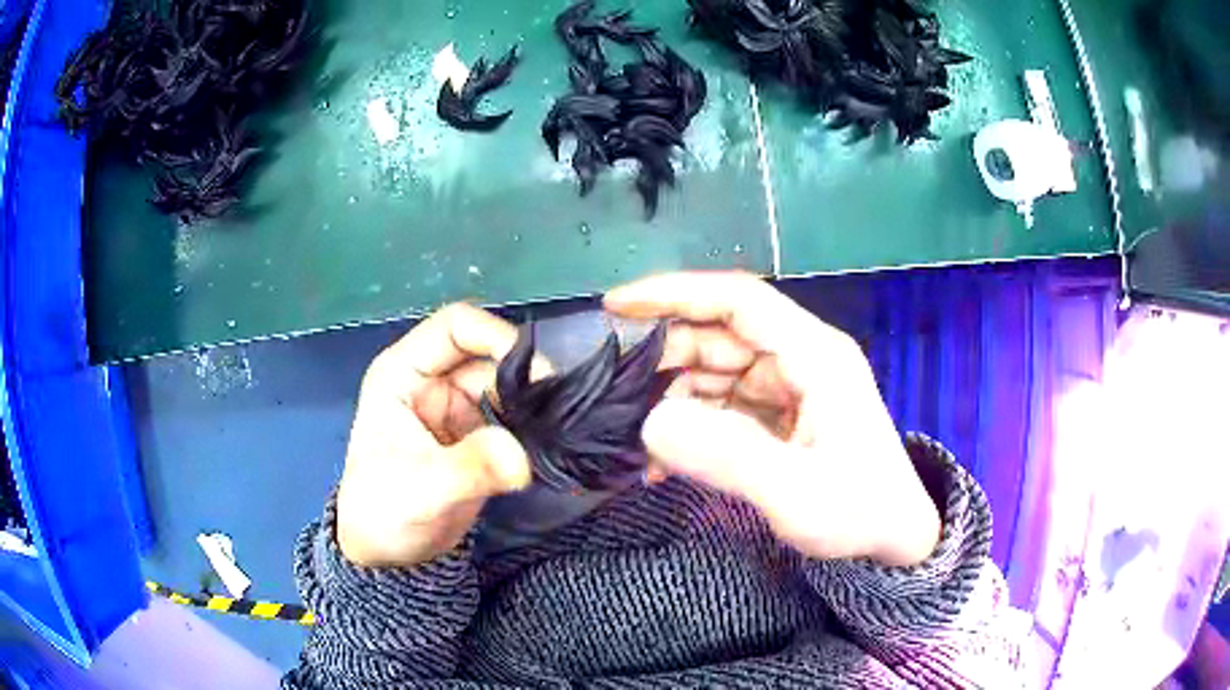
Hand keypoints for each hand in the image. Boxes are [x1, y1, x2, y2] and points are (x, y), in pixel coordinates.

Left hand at [337, 304, 540, 567]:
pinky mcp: (476, 435)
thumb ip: (471, 468)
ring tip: (561, 430)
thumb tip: (523, 458)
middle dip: (526, 378)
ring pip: (507, 387)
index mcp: (404, 373)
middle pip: (489, 356)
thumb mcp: (424, 489)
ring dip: (534, 405)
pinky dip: (533, 428)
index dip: (497, 337)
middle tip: (560, 410)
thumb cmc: (385, 512)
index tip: (535, 375)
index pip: (456, 327)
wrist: (388, 553)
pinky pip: (513, 418)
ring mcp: (456, 407)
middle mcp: (432, 380)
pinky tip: (552, 445)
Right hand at [605, 272, 939, 566]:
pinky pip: (724, 404)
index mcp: (814, 355)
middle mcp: (800, 358)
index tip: (614, 307)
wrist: (895, 537)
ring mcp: (790, 385)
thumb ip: (728, 457)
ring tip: (640, 442)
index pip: (737, 300)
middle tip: (617, 400)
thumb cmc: (859, 511)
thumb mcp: (797, 493)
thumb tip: (650, 423)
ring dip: (674, 400)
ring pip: (715, 370)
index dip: (673, 294)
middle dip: (665, 362)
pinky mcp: (781, 412)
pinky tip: (667, 461)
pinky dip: (692, 425)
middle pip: (719, 335)